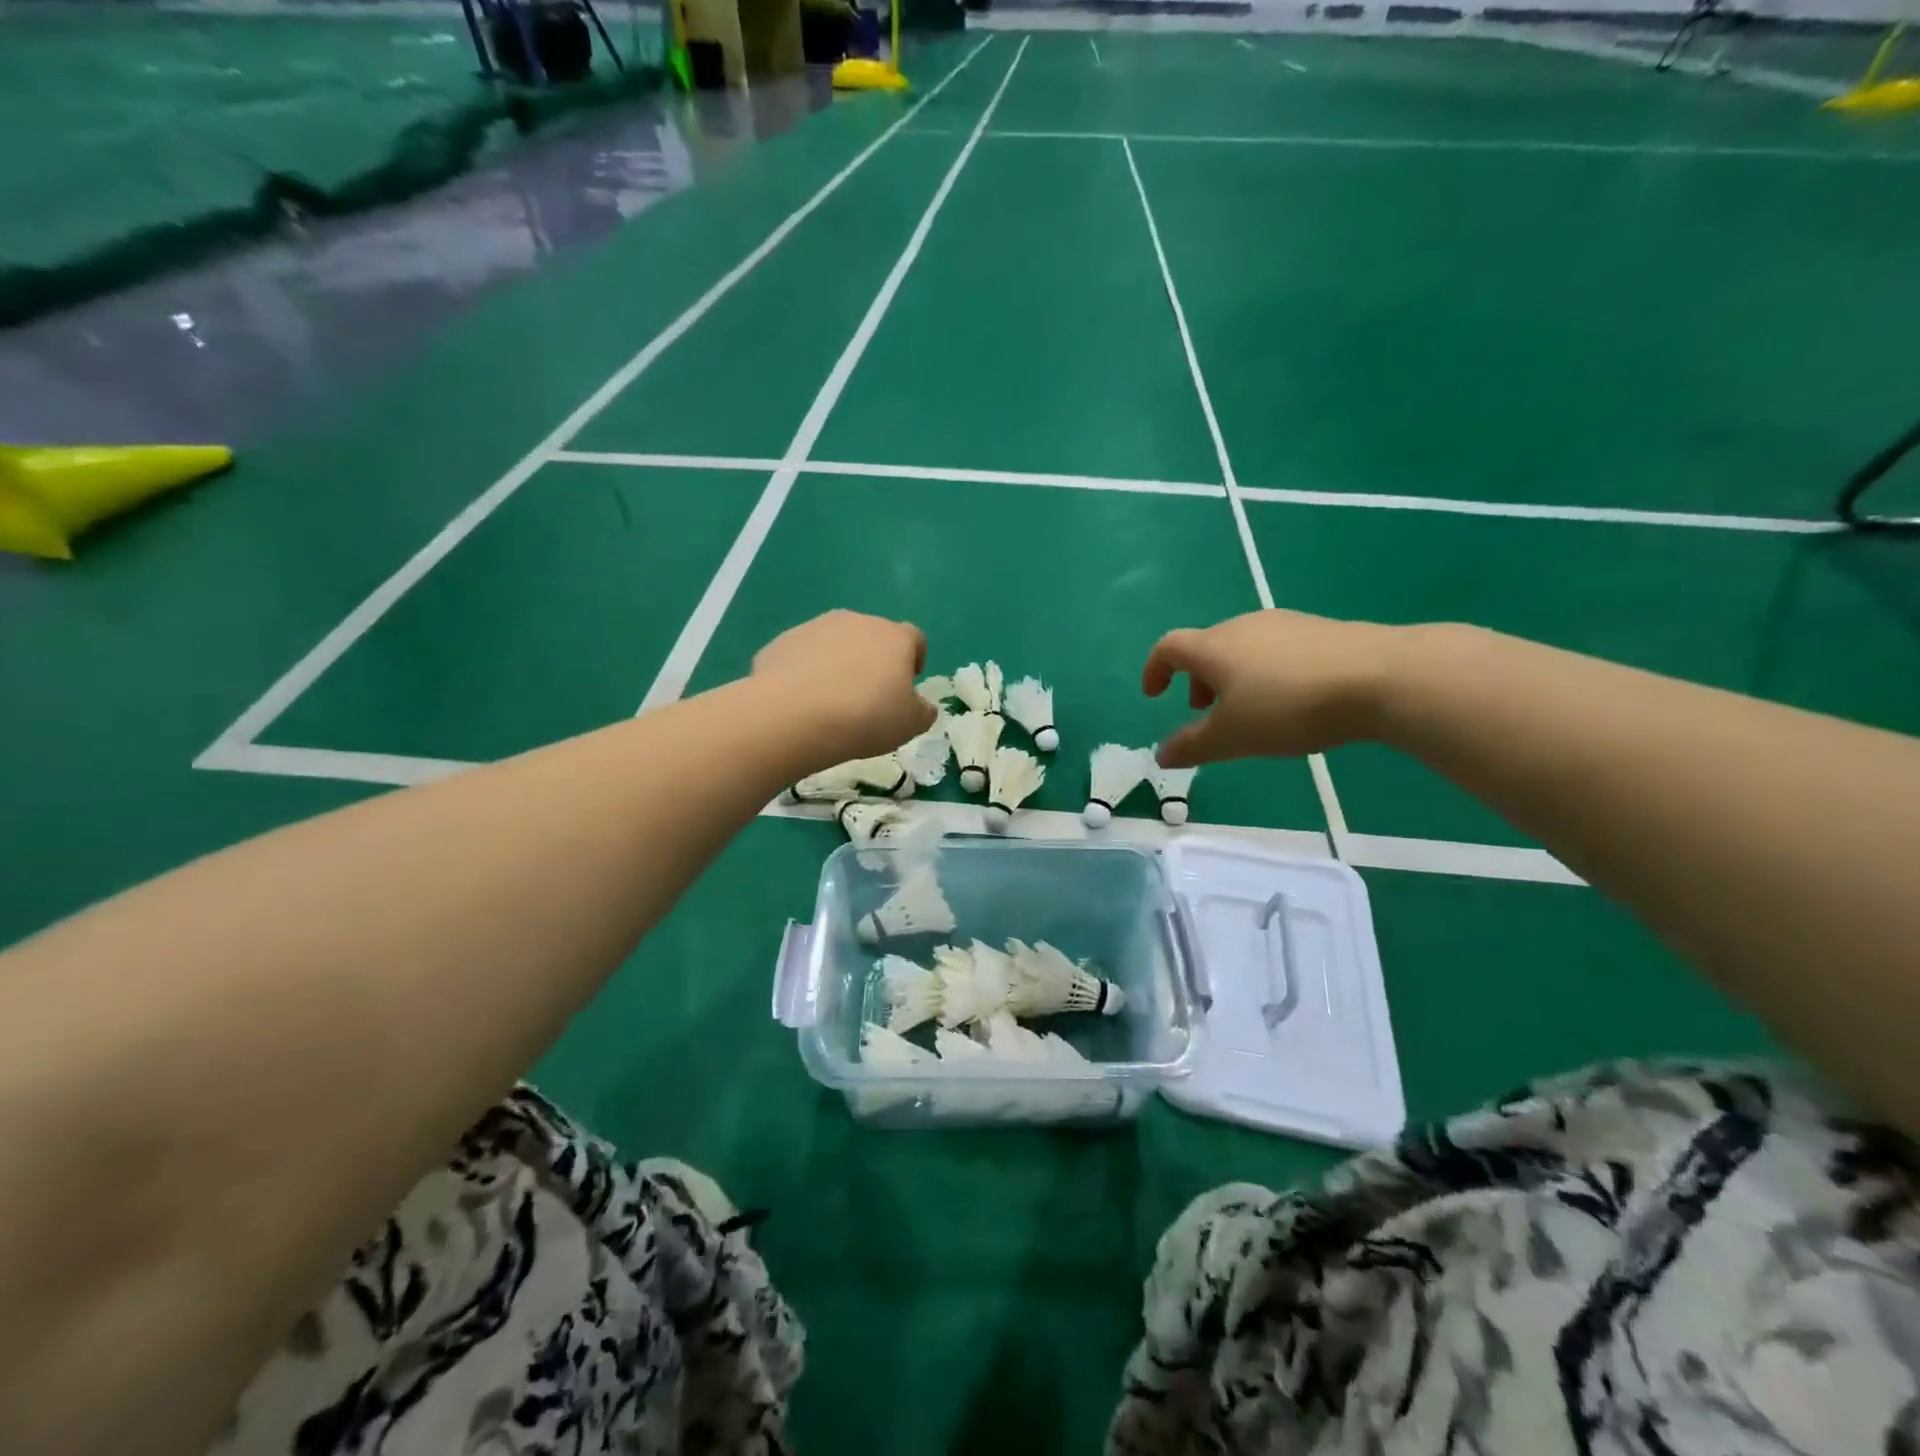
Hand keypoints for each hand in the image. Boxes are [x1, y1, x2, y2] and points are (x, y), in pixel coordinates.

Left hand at [752, 610, 936, 762]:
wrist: (793, 715)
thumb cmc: (866, 717)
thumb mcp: (910, 725)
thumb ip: (923, 712)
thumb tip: (922, 706)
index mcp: (894, 637)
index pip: (914, 639)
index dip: (914, 660)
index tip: (906, 686)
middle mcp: (857, 621)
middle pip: (873, 637)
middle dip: (873, 662)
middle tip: (868, 698)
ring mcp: (816, 628)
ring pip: (836, 644)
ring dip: (839, 665)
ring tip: (831, 702)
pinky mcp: (782, 642)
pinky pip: (803, 656)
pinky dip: (806, 673)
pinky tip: (802, 702)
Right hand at [1142, 609, 1404, 766]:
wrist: (1379, 677)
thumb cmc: (1288, 707)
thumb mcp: (1232, 738)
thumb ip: (1192, 746)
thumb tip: (1160, 755)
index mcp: (1214, 647)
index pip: (1169, 647)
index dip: (1155, 670)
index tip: (1154, 694)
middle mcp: (1243, 627)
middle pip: (1207, 647)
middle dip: (1197, 679)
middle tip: (1205, 712)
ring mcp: (1285, 624)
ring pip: (1243, 648)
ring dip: (1232, 677)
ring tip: (1250, 711)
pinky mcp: (1320, 630)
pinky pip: (1276, 650)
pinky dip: (1265, 673)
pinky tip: (1292, 701)